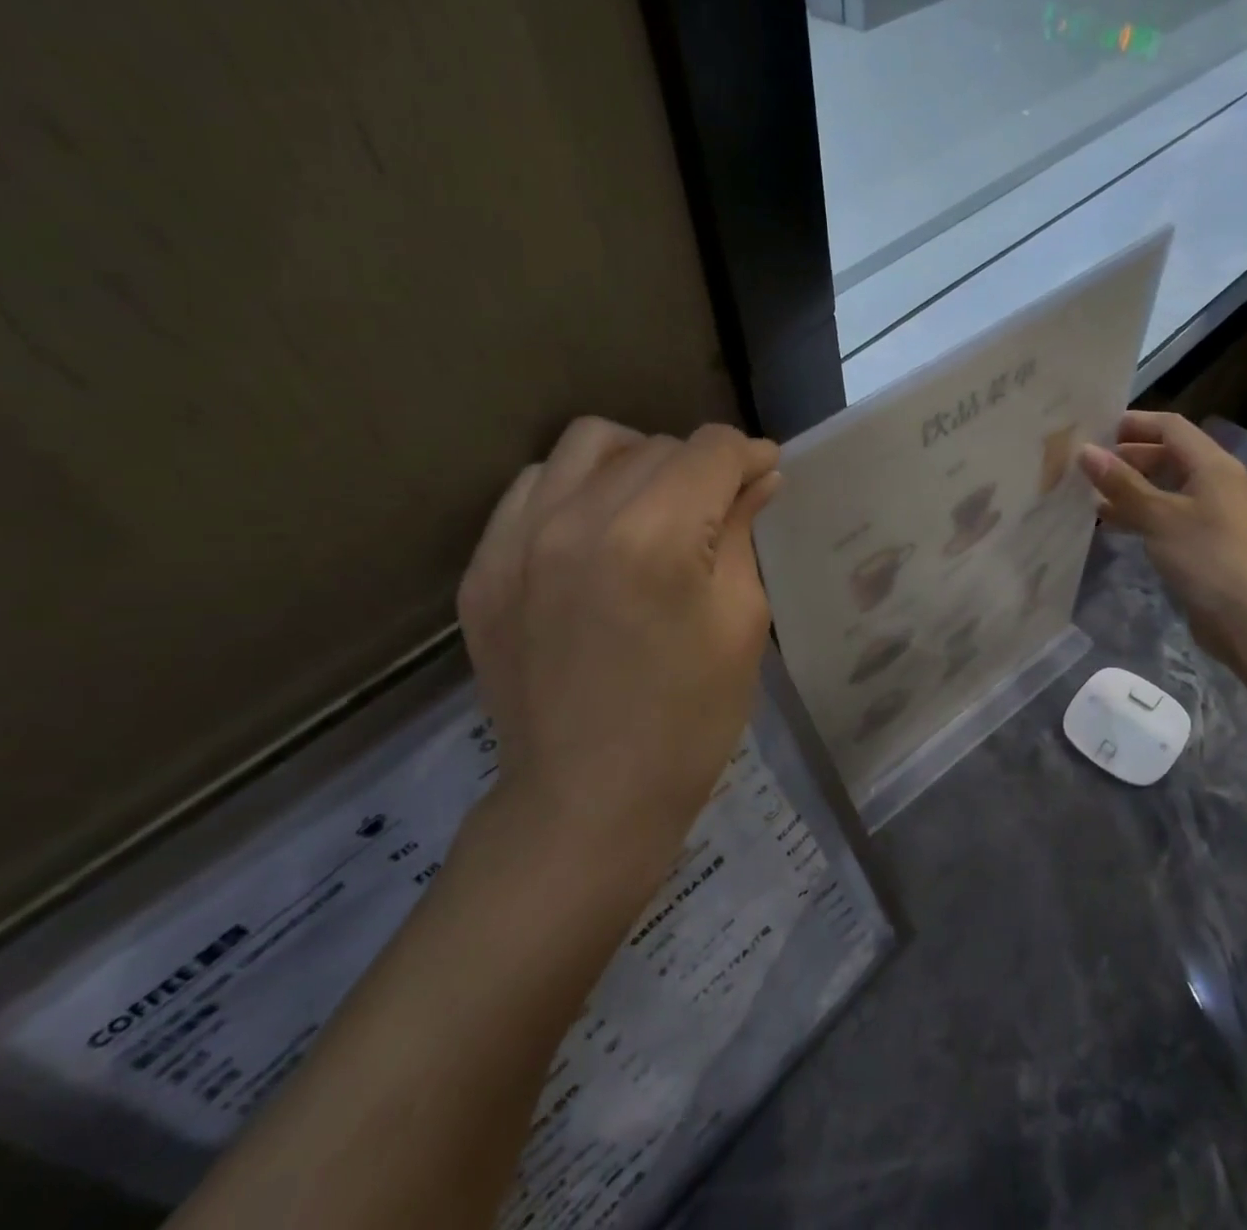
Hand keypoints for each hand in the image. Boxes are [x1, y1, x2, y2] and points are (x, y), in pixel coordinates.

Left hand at [455, 418, 781, 880]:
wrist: (586, 801)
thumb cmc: (689, 719)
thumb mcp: (741, 623)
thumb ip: (742, 532)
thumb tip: (757, 477)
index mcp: (653, 537)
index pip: (711, 449)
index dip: (748, 455)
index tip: (764, 476)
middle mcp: (576, 518)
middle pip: (655, 445)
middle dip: (700, 466)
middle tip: (718, 507)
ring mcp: (516, 540)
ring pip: (588, 444)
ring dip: (635, 461)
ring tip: (653, 504)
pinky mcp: (483, 567)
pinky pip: (532, 486)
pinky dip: (574, 489)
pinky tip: (594, 532)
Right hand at [1079, 412, 1246, 663]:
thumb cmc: (1206, 556)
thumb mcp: (1159, 515)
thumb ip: (1121, 483)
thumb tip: (1085, 450)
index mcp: (1211, 465)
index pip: (1170, 427)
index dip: (1133, 423)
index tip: (1093, 429)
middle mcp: (1212, 482)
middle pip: (1166, 455)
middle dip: (1126, 456)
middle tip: (1084, 464)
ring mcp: (1207, 513)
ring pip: (1162, 487)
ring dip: (1128, 487)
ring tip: (1087, 492)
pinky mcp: (1199, 541)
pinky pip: (1163, 515)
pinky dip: (1137, 513)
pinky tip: (1108, 522)